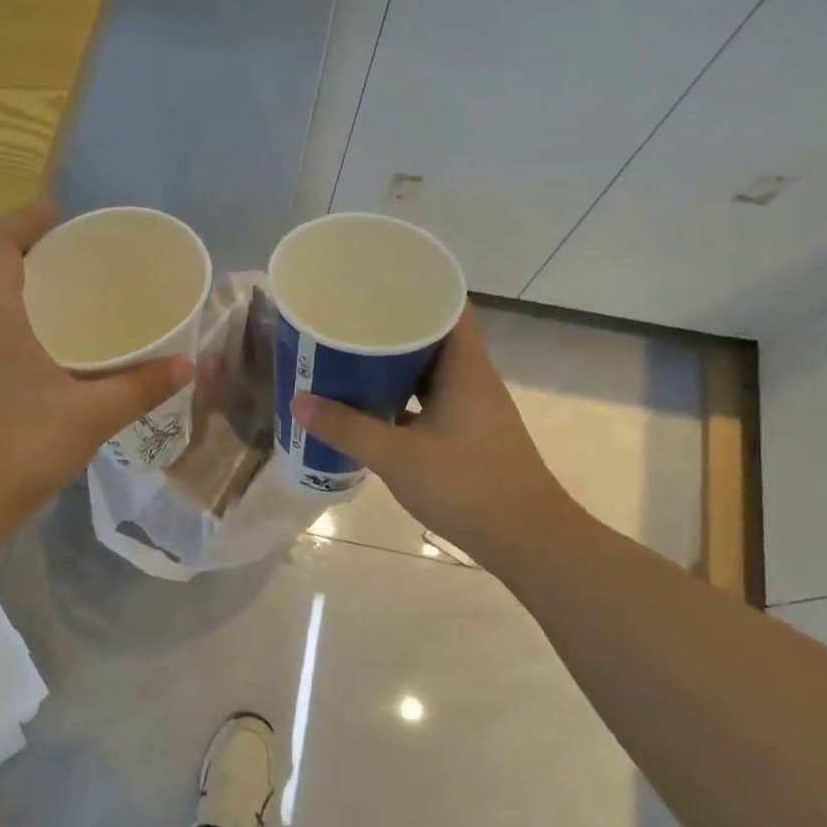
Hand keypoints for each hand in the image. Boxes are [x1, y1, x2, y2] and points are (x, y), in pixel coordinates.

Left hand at [0, 201, 191, 536]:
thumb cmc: (16, 447)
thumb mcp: (89, 416)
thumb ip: (140, 387)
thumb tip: (187, 365)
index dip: (26, 220)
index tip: (60, 217)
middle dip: (25, 253)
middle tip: (73, 261)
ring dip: (13, 291)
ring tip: (61, 303)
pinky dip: (5, 325)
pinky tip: (38, 356)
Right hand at [292, 308, 570, 569]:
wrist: (527, 540)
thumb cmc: (467, 487)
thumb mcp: (398, 457)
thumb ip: (348, 429)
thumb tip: (300, 402)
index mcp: (466, 370)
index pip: (449, 308)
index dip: (417, 291)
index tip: (376, 287)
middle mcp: (473, 382)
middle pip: (434, 339)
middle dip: (393, 330)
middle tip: (349, 324)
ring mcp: (473, 411)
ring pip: (431, 374)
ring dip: (396, 368)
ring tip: (351, 361)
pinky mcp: (469, 437)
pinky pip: (431, 403)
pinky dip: (403, 400)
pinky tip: (372, 409)